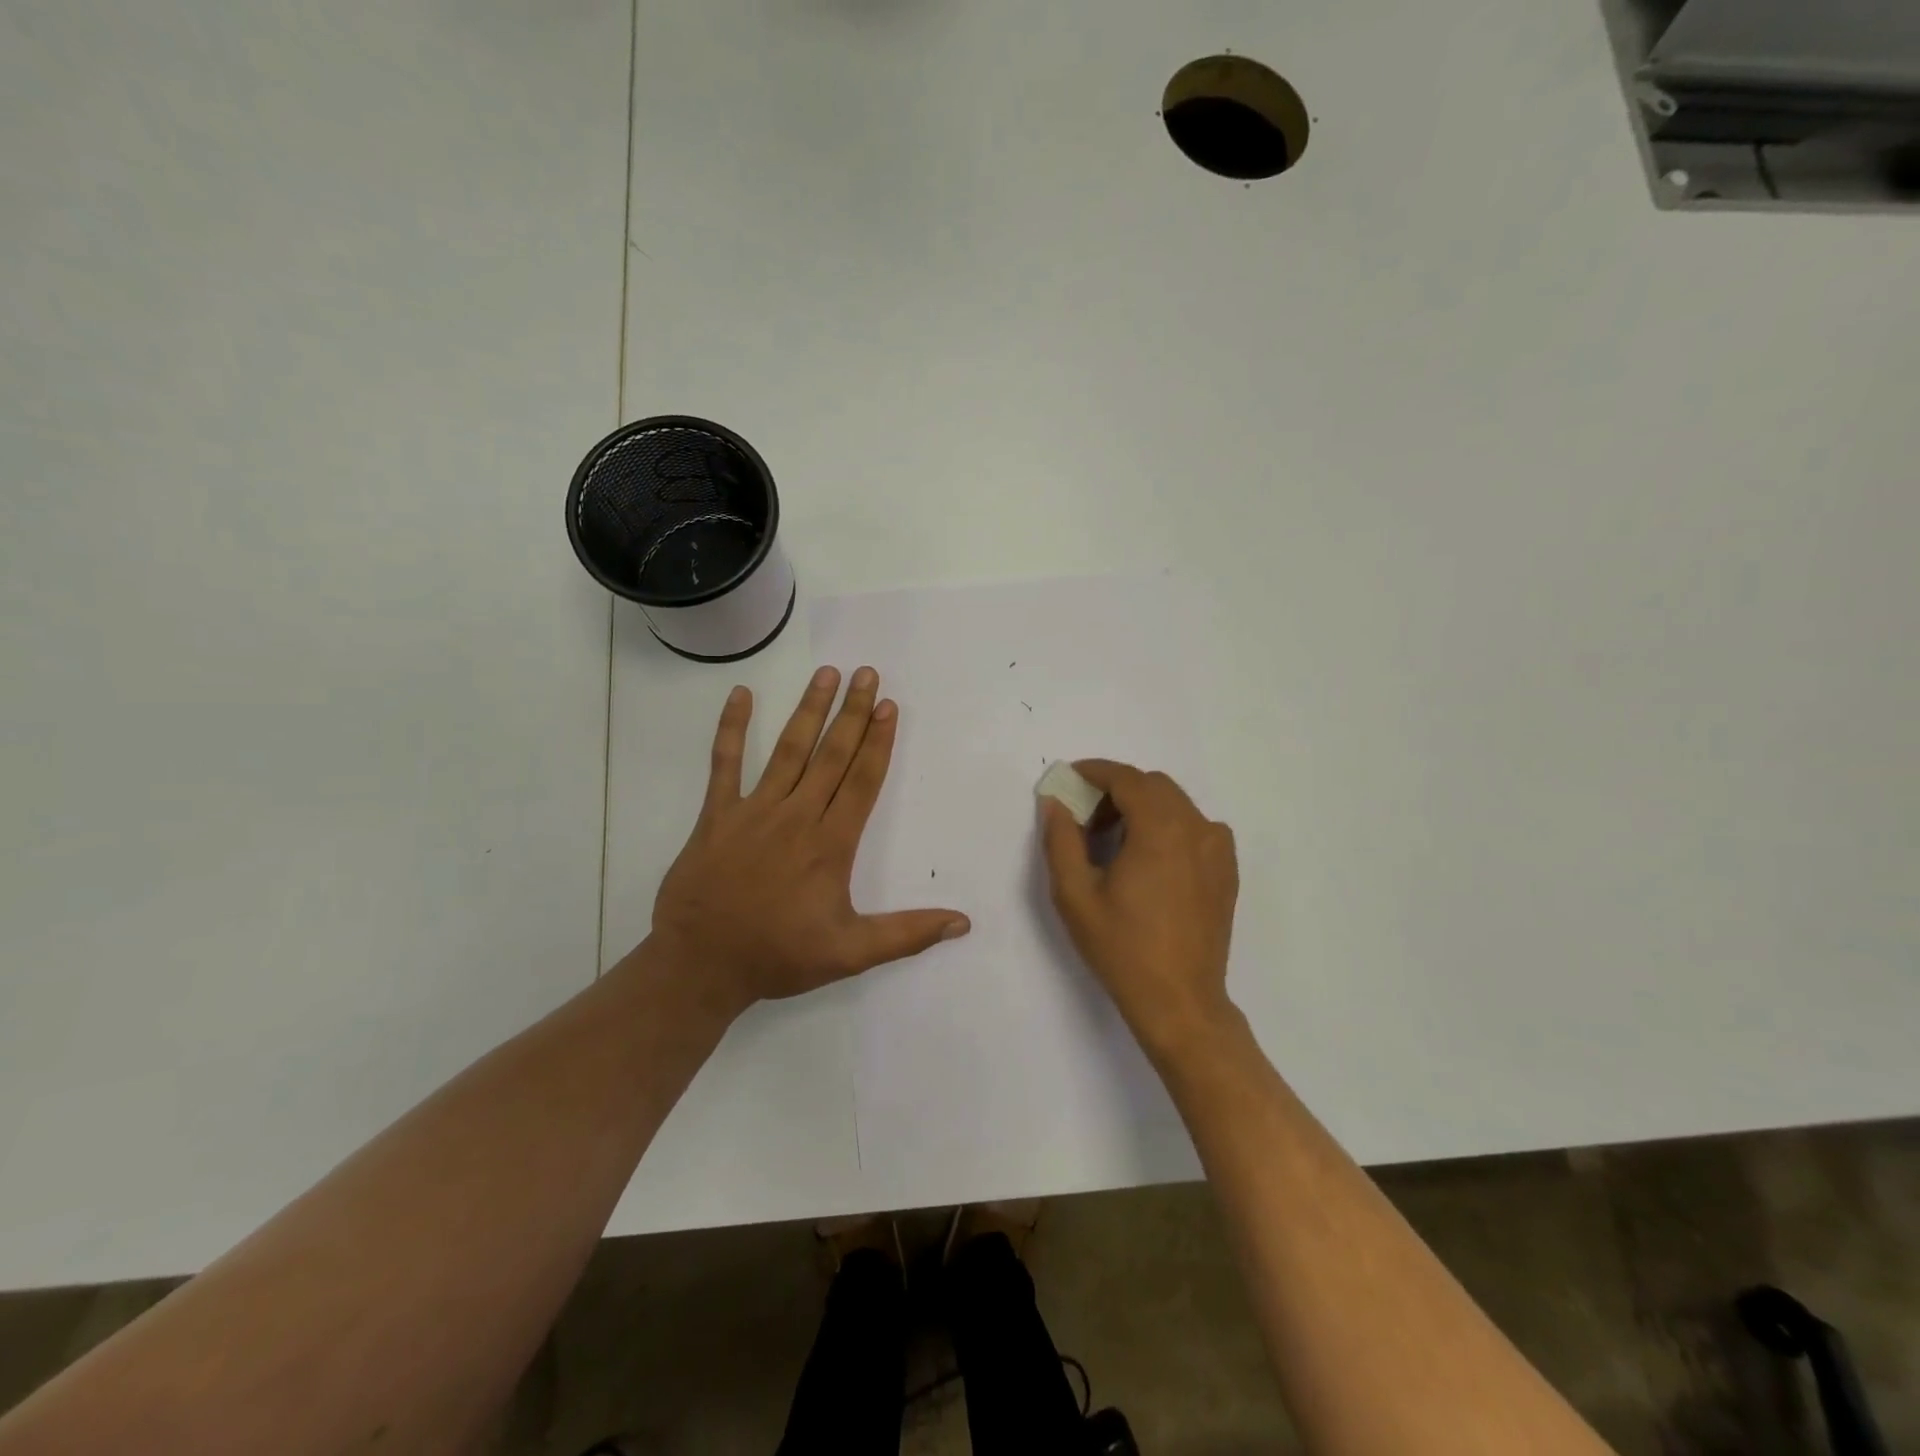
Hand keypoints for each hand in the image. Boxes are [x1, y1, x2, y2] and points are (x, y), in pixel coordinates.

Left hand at [648, 666, 970, 1014]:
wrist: (700, 965)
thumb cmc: (779, 956)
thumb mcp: (850, 954)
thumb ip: (908, 934)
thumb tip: (963, 923)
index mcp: (830, 844)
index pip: (862, 780)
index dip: (878, 741)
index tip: (888, 706)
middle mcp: (797, 816)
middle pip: (832, 755)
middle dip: (852, 712)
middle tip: (867, 673)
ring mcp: (754, 810)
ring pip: (788, 750)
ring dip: (809, 709)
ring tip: (827, 674)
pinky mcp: (717, 814)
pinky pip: (724, 763)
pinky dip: (731, 728)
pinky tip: (740, 694)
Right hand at [1039, 760, 1239, 1064]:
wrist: (1180, 1001)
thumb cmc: (1122, 948)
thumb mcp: (1075, 894)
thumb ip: (1061, 839)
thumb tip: (1055, 802)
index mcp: (1161, 830)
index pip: (1127, 779)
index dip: (1095, 772)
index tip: (1070, 780)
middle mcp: (1196, 828)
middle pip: (1153, 786)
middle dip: (1116, 791)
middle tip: (1085, 819)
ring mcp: (1218, 849)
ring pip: (1176, 804)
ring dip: (1142, 807)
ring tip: (1113, 843)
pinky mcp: (1226, 870)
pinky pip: (1195, 827)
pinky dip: (1167, 826)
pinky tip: (1147, 860)